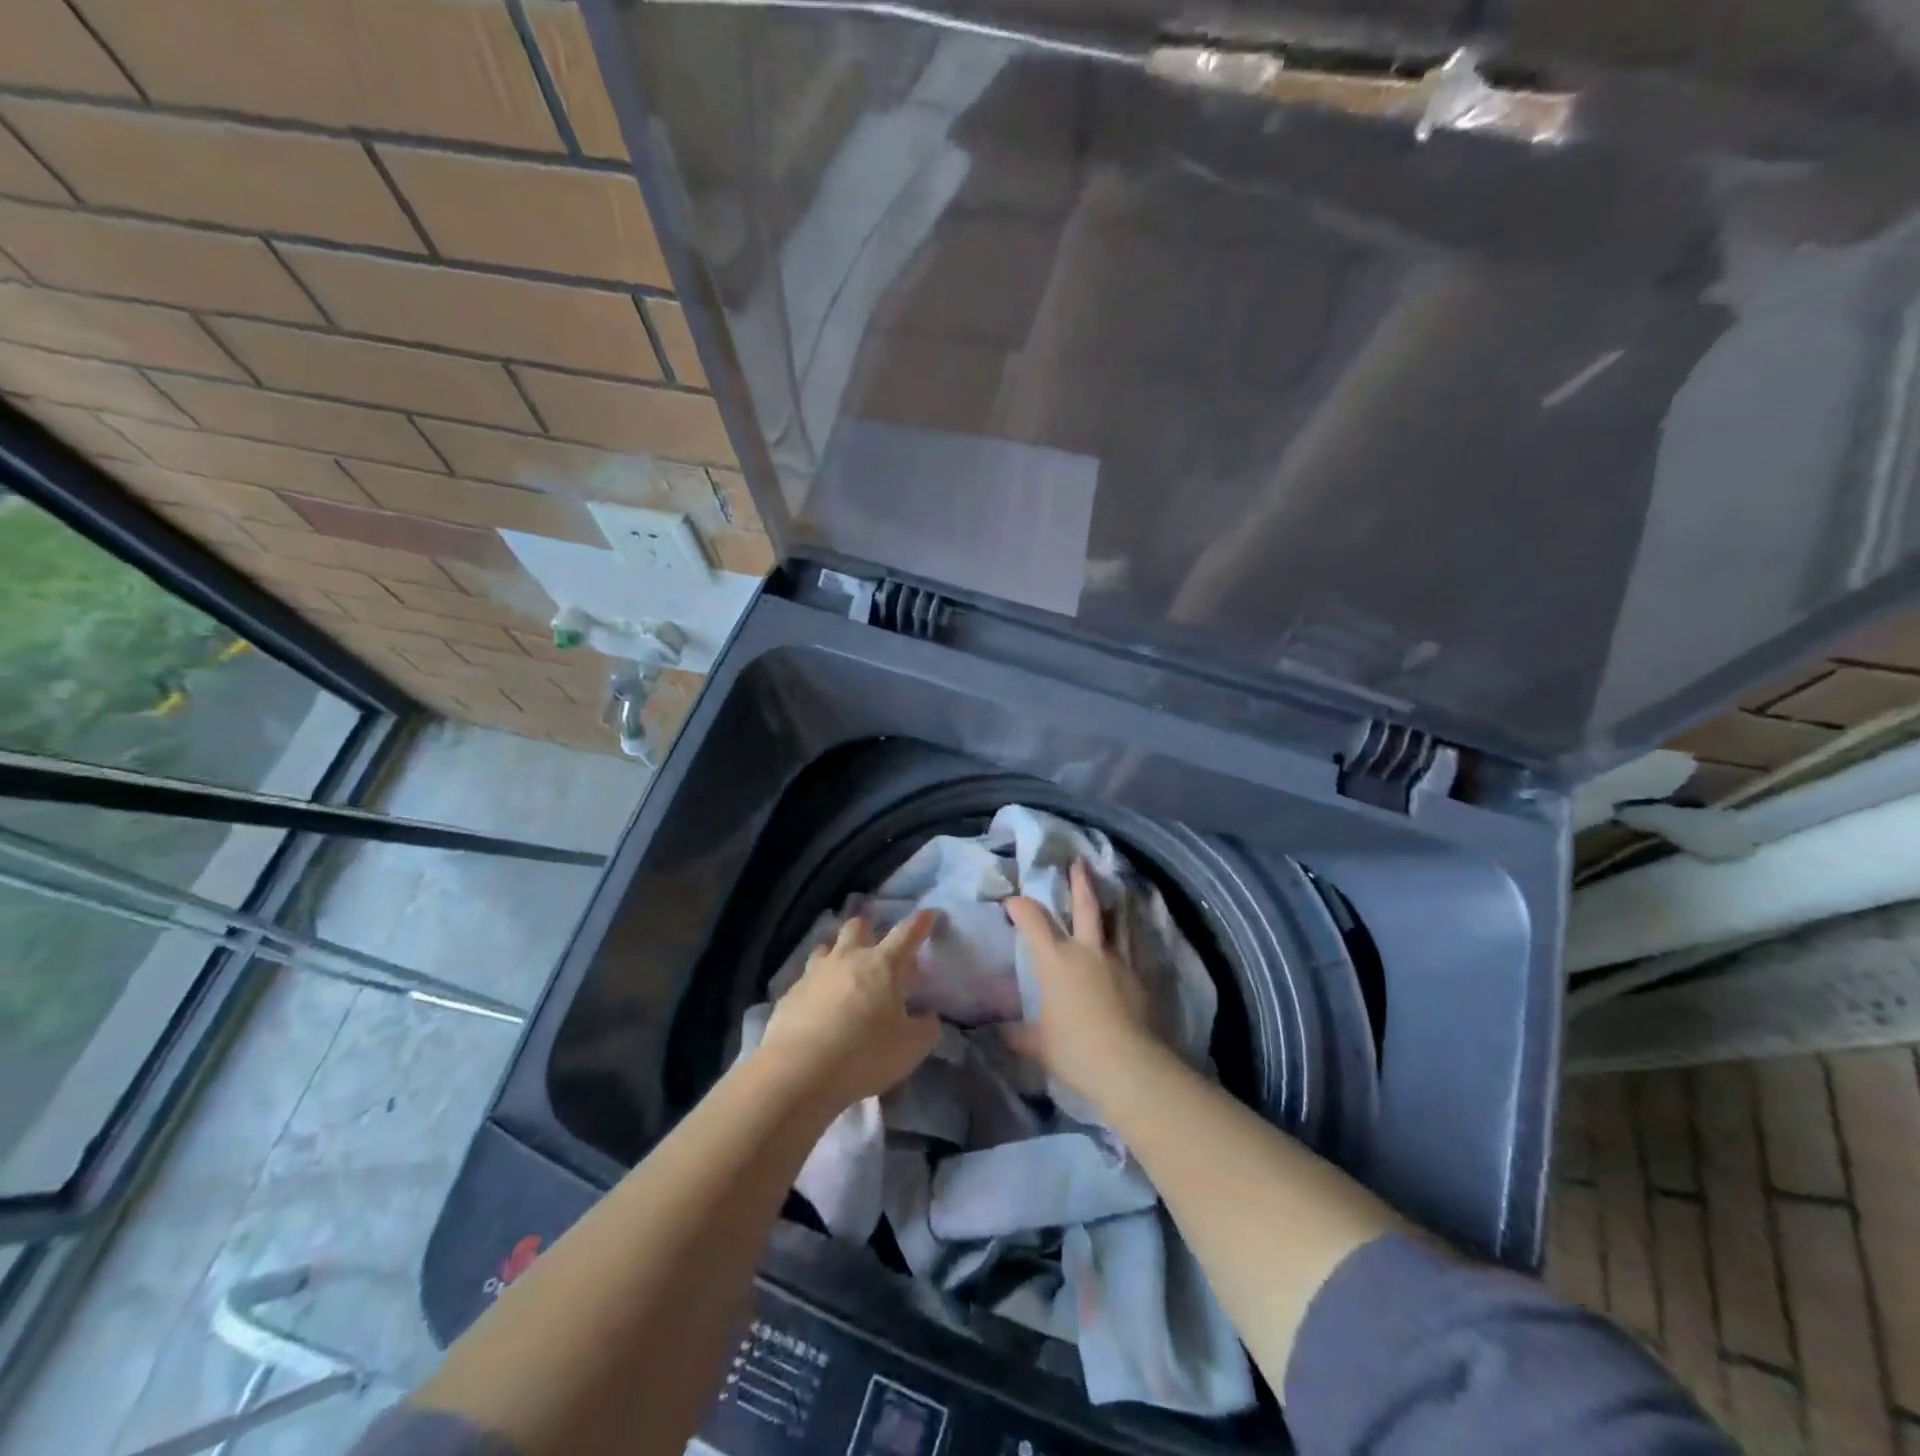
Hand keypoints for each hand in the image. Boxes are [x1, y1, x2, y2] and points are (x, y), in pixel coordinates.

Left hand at [758, 911, 942, 1111]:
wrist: (799, 1071)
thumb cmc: (864, 1054)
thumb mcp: (911, 1048)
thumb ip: (926, 1028)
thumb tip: (928, 1016)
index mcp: (883, 965)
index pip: (908, 933)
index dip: (922, 921)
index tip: (930, 914)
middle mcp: (848, 959)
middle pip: (857, 927)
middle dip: (868, 931)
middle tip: (875, 951)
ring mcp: (815, 973)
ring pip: (826, 948)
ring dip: (837, 955)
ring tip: (843, 976)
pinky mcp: (790, 994)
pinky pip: (806, 980)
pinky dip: (816, 987)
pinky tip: (817, 1009)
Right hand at [1003, 859, 1155, 1101]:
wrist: (1129, 1065)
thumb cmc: (1074, 1050)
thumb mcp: (1038, 1045)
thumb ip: (1019, 1034)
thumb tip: (1000, 1032)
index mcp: (1055, 960)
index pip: (1033, 920)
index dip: (1020, 907)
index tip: (1012, 902)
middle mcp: (1087, 951)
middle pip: (1084, 905)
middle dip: (1079, 881)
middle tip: (1078, 861)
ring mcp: (1118, 961)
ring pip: (1116, 921)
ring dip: (1113, 903)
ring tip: (1115, 891)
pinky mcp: (1140, 977)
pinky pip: (1133, 947)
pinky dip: (1128, 936)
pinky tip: (1129, 939)